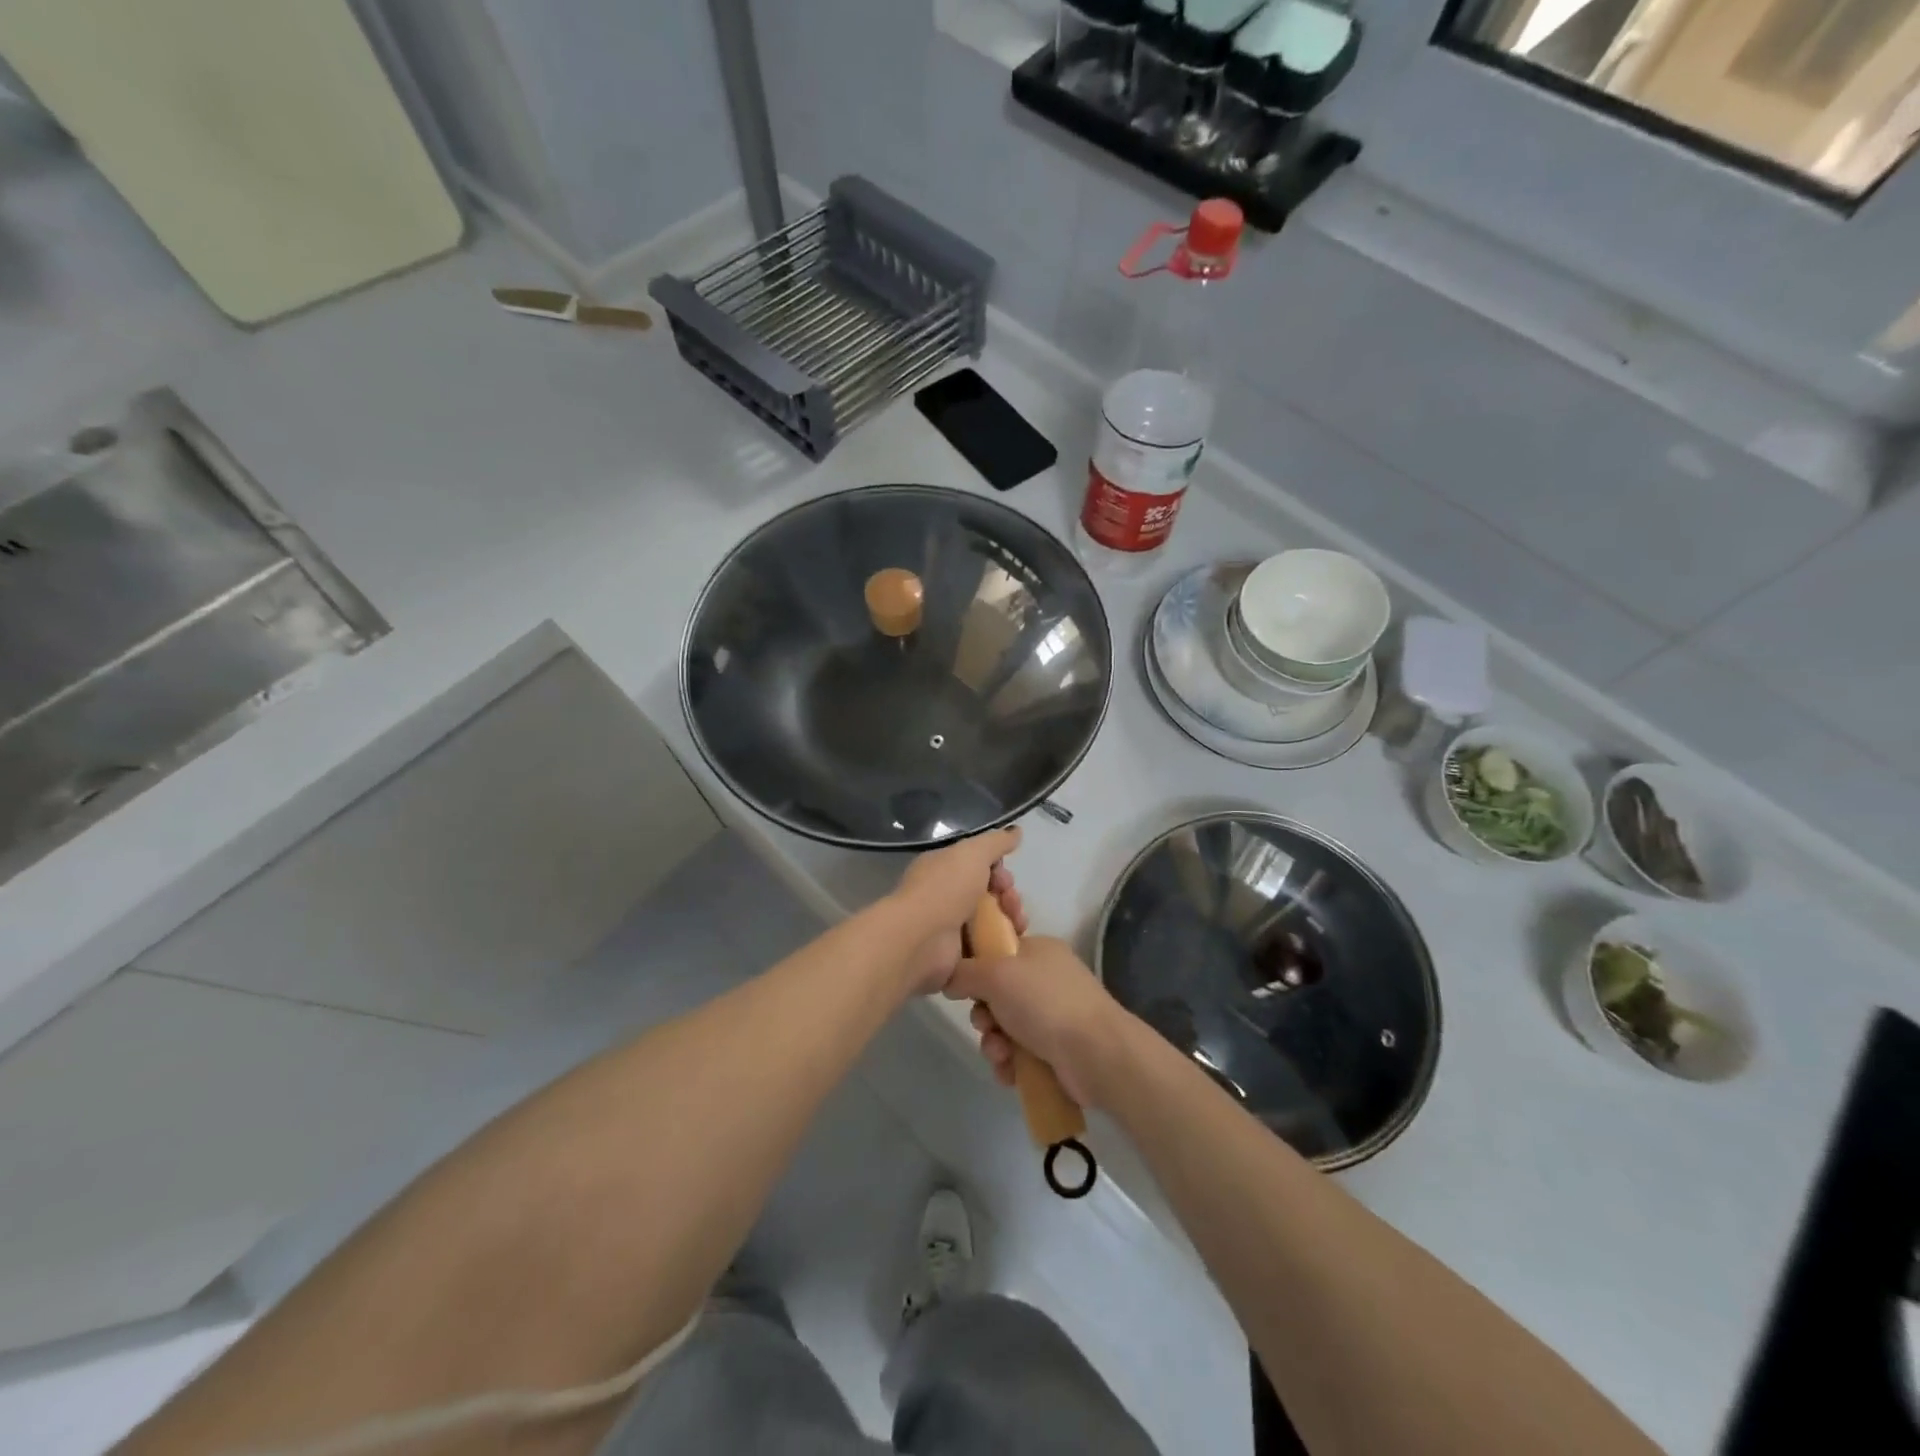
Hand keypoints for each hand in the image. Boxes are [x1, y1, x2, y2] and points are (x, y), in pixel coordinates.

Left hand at [892, 827, 1024, 996]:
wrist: (921, 939)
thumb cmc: (945, 889)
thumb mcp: (973, 853)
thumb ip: (996, 842)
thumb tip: (1016, 831)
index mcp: (942, 868)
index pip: (976, 864)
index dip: (998, 869)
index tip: (1007, 878)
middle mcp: (943, 895)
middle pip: (986, 893)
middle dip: (1007, 895)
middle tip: (1013, 902)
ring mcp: (948, 926)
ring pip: (989, 920)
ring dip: (1009, 919)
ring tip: (1018, 924)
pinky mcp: (955, 954)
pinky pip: (985, 946)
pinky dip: (1000, 944)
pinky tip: (1012, 942)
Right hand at [944, 936, 1128, 1108]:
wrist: (1096, 1054)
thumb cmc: (1045, 1002)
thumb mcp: (997, 974)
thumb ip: (965, 972)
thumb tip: (950, 978)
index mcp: (1038, 950)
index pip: (997, 951)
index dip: (976, 968)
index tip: (965, 985)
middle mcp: (1045, 979)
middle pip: (996, 993)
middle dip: (984, 1015)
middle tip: (986, 1025)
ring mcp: (1053, 1015)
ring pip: (1004, 1027)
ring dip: (994, 1043)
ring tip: (1001, 1055)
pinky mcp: (1056, 1049)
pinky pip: (1018, 1053)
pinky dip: (1010, 1063)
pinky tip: (1010, 1072)